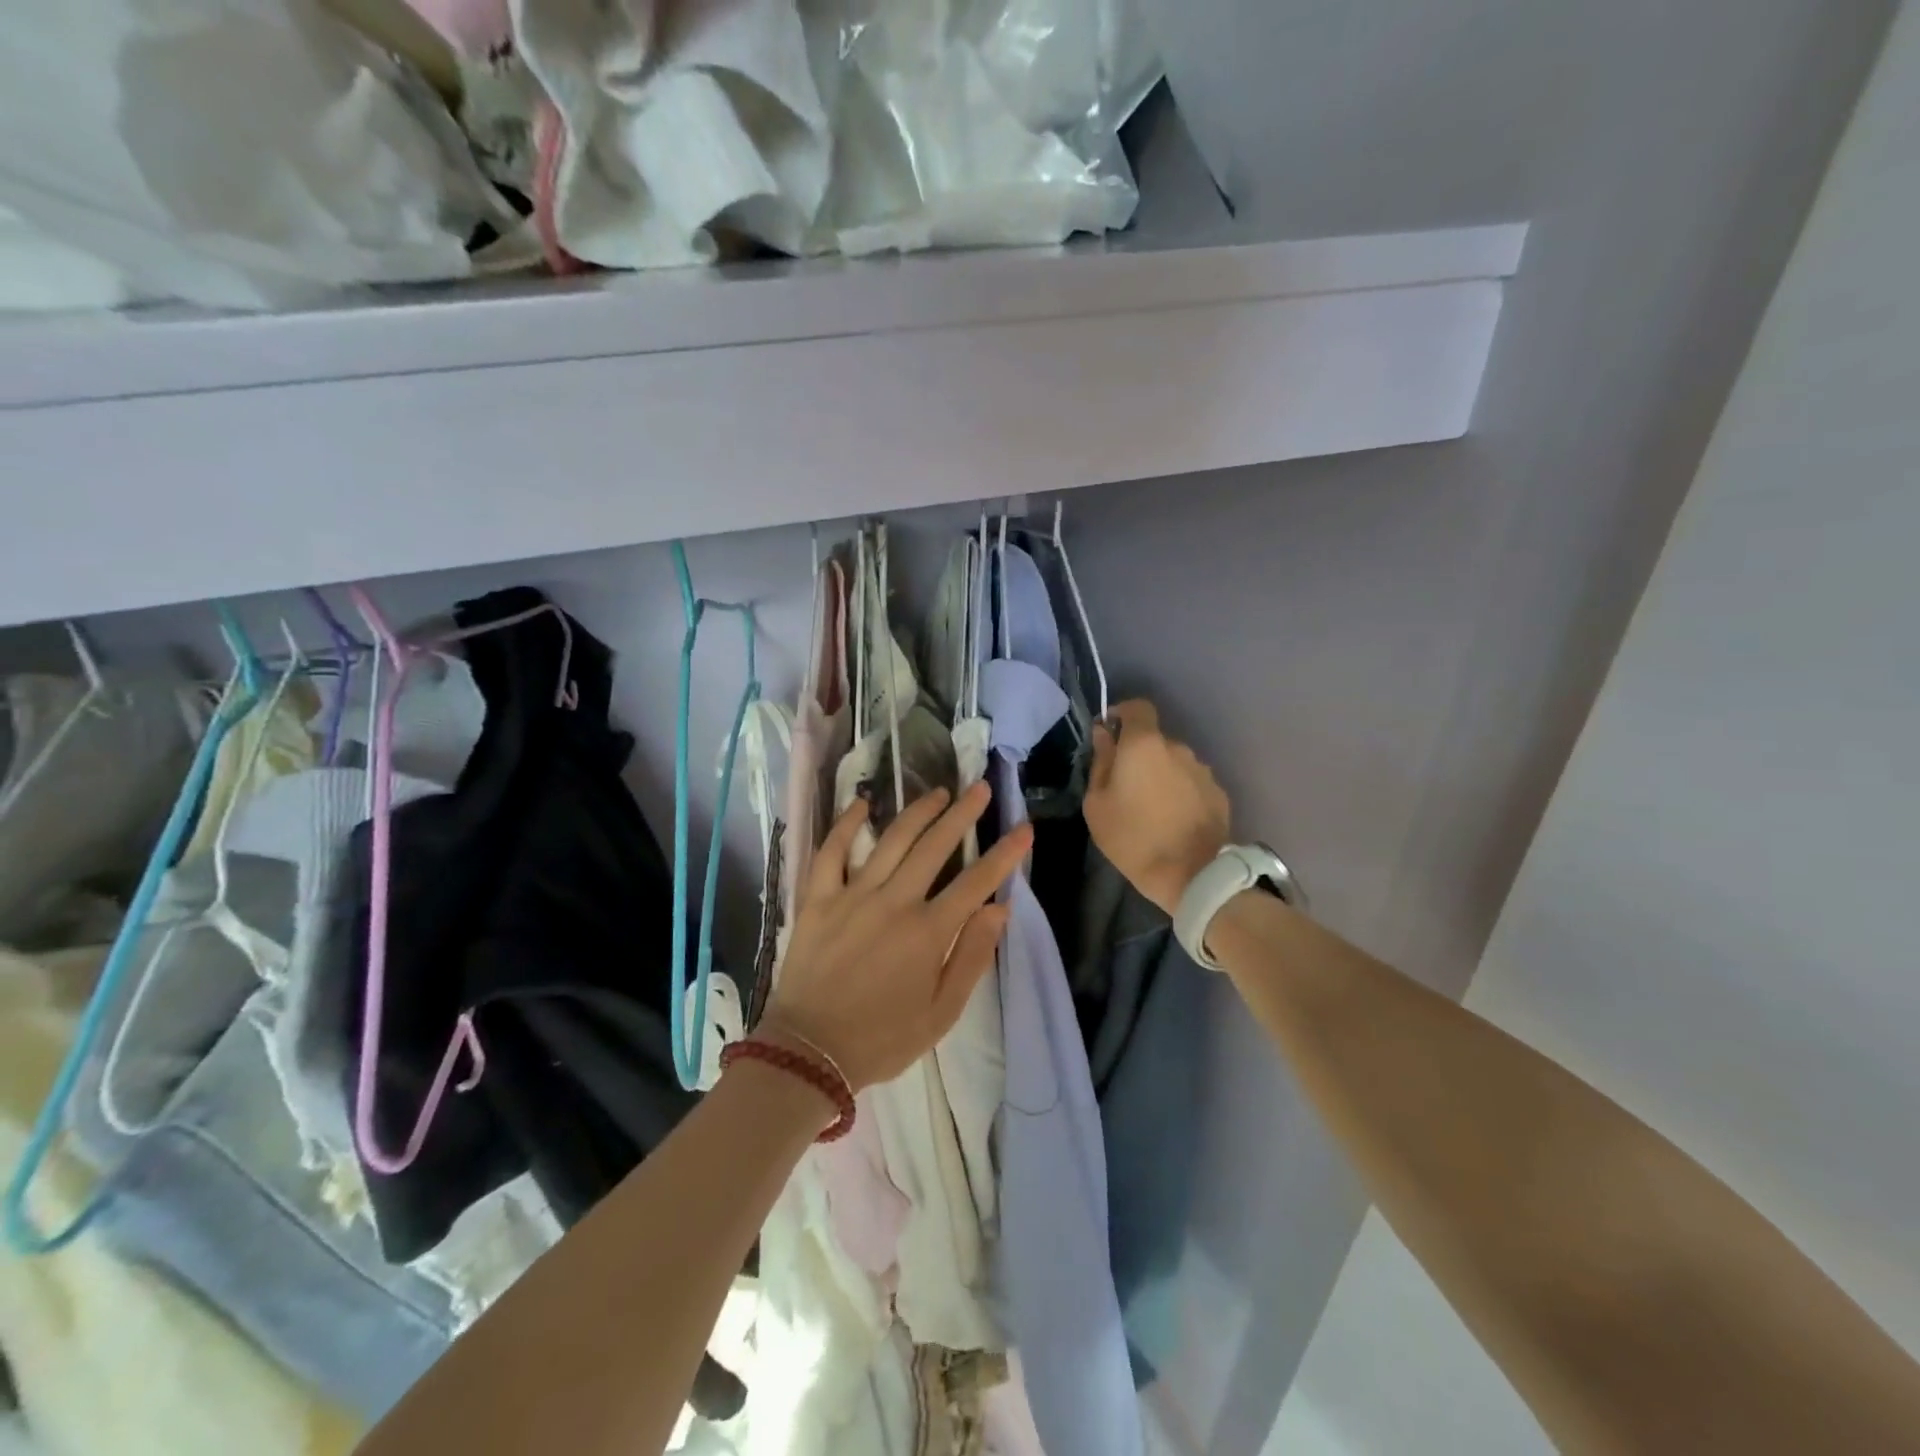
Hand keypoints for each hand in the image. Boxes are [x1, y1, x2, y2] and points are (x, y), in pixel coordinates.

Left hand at [762, 781, 1030, 1091]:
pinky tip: (862, 804)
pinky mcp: (818, 899)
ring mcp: (852, 895)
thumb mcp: (941, 1013)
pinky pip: (830, 852)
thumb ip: (971, 958)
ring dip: (918, 811)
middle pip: (935, 846)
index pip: (976, 882)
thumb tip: (998, 909)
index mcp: (928, 932)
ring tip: (939, 791)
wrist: (809, 1052)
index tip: (1024, 829)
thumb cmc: (882, 1039)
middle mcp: (894, 902)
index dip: (1004, 854)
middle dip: (963, 813)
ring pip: (892, 840)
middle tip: (981, 788)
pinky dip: (846, 824)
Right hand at [1086, 700, 1230, 914]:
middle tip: (1125, 786)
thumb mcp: (1097, 804)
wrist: (1194, 876)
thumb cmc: (1133, 838)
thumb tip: (1104, 736)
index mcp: (1144, 744)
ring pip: (1174, 763)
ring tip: (1151, 808)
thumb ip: (1100, 763)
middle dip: (1139, 755)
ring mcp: (1202, 770)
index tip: (1109, 735)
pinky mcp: (1219, 794)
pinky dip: (1180, 794)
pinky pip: (1191, 784)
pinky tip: (1173, 820)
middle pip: (1154, 740)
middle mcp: (1178, 748)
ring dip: (1161, 776)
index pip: (1137, 707)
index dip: (1122, 715)